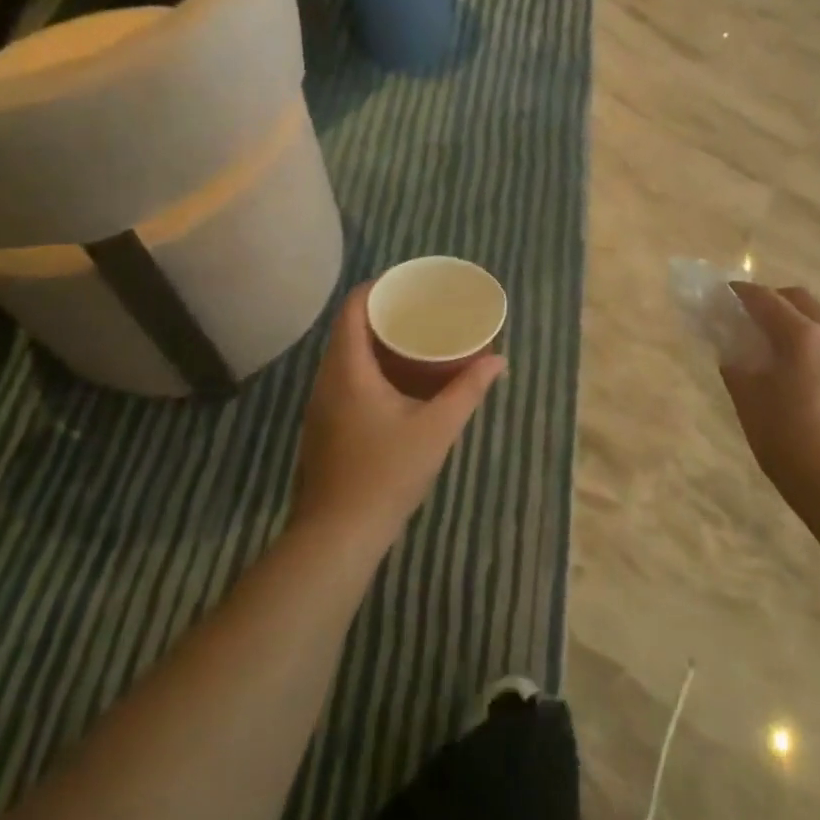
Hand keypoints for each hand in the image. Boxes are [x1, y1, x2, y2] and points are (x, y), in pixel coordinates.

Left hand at [291, 283, 505, 556]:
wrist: (337, 537)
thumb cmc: (386, 474)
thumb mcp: (437, 428)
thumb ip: (468, 390)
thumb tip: (498, 360)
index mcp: (348, 369)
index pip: (353, 308)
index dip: (378, 287)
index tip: (409, 282)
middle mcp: (327, 380)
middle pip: (348, 328)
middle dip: (383, 313)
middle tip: (421, 308)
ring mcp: (321, 405)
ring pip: (345, 356)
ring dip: (375, 341)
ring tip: (413, 338)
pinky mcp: (324, 427)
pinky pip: (344, 378)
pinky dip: (369, 366)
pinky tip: (396, 381)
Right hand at [721, 283, 819, 503]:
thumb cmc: (786, 438)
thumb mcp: (748, 400)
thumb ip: (736, 366)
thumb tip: (732, 351)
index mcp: (803, 336)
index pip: (767, 300)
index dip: (742, 293)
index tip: (725, 292)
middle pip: (801, 301)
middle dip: (774, 301)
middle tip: (751, 317)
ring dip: (798, 326)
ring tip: (777, 352)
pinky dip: (815, 351)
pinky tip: (803, 379)